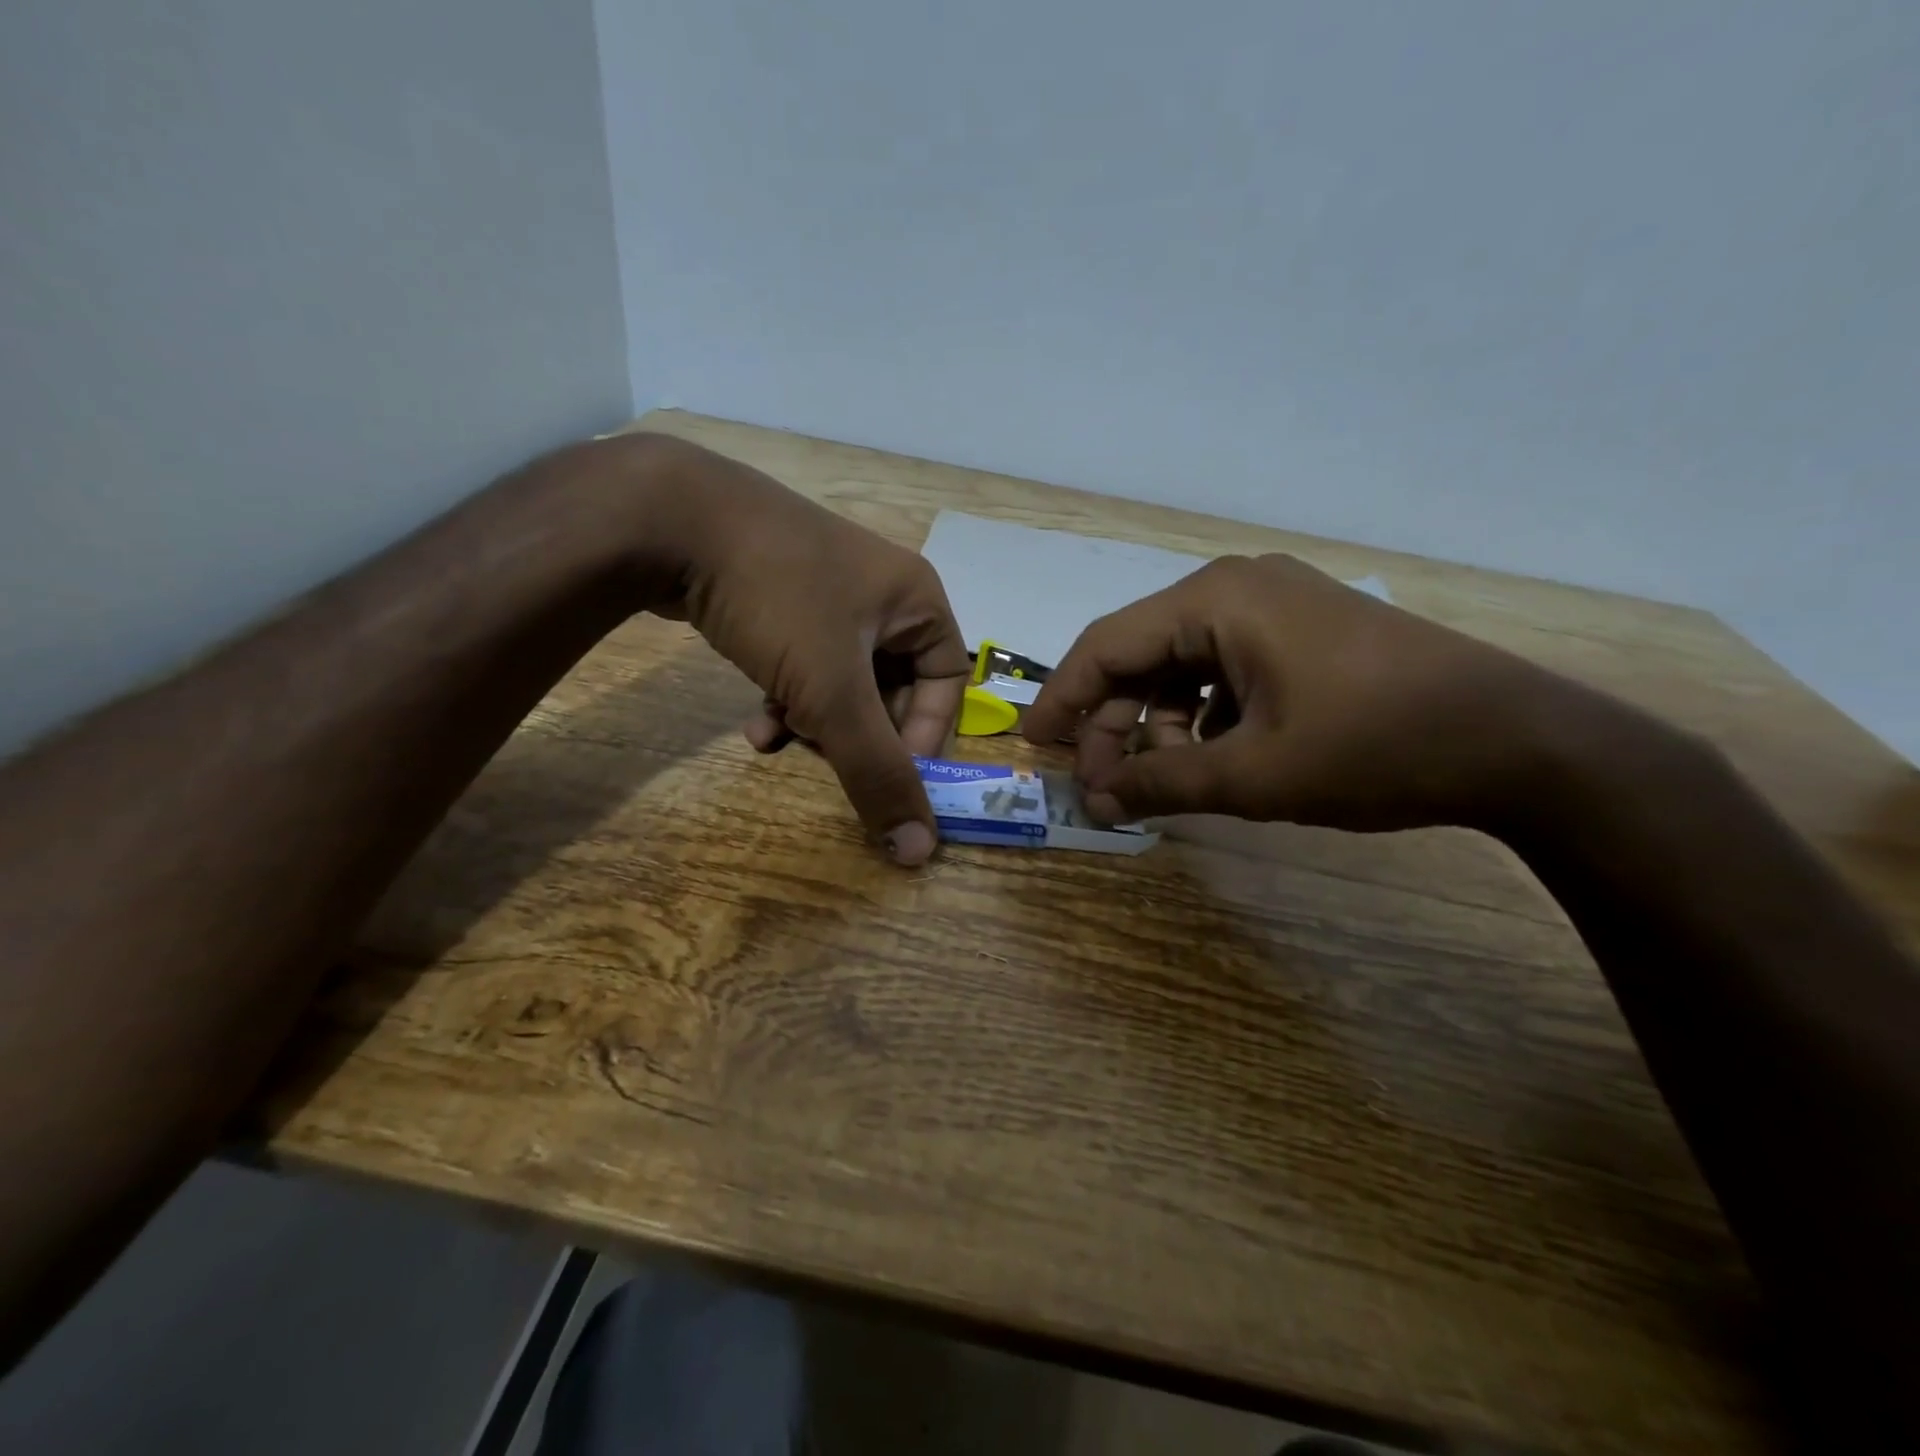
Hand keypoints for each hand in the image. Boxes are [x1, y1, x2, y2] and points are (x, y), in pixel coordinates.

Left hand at [631, 435, 968, 863]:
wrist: (669, 517)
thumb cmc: (779, 599)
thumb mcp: (833, 692)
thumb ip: (877, 772)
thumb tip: (918, 850)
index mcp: (916, 601)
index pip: (947, 683)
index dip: (925, 736)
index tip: (889, 777)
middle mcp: (881, 594)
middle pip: (892, 686)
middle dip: (859, 732)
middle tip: (828, 758)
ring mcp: (828, 592)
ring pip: (843, 680)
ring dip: (818, 723)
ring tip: (783, 740)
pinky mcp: (782, 597)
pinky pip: (804, 662)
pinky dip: (789, 698)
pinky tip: (755, 725)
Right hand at [1022, 553, 1560, 831]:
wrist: (1516, 740)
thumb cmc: (1374, 746)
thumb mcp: (1253, 775)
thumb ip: (1161, 785)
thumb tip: (1094, 803)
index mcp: (1216, 600)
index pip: (1106, 645)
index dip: (1063, 699)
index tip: (1036, 747)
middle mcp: (1237, 587)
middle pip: (1142, 654)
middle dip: (1115, 723)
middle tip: (1104, 786)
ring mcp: (1274, 605)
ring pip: (1181, 664)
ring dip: (1159, 723)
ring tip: (1161, 779)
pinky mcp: (1301, 631)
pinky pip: (1223, 668)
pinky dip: (1202, 714)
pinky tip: (1212, 756)